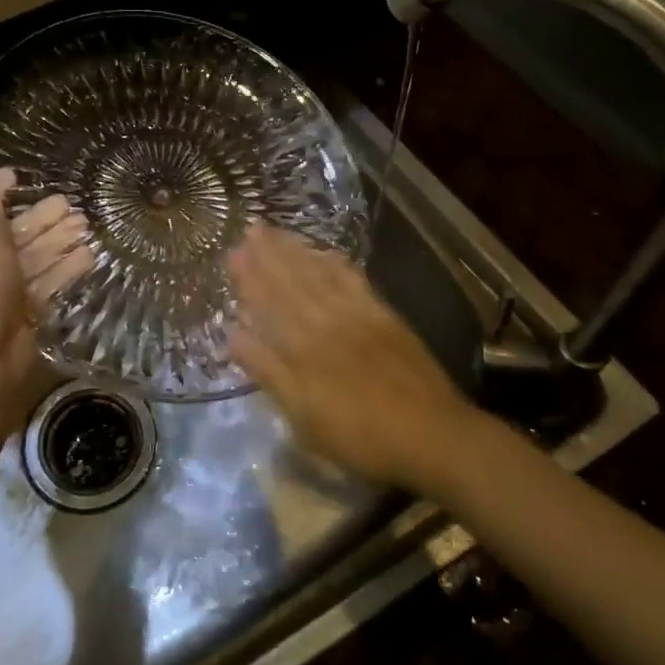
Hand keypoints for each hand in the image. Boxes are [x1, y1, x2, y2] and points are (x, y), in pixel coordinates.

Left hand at [0, 169, 90, 436]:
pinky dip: (62, 270)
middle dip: (37, 220)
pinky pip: (41, 285)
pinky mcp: (18, 315)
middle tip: (68, 203)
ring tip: (86, 224)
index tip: (16, 175)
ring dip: (55, 242)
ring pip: (27, 260)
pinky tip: (88, 255)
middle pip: (5, 236)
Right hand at [229, 224, 473, 488]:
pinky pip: (354, 281)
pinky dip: (336, 264)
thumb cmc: (359, 436)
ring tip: (277, 232)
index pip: (270, 302)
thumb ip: (269, 372)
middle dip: (269, 254)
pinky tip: (326, 253)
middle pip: (293, 281)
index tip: (233, 252)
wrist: (430, 435)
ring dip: (297, 251)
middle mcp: (327, 320)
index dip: (251, 277)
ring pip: (320, 275)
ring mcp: (358, 315)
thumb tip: (233, 334)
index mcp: (303, 345)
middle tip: (251, 228)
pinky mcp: (385, 317)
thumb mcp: (303, 416)